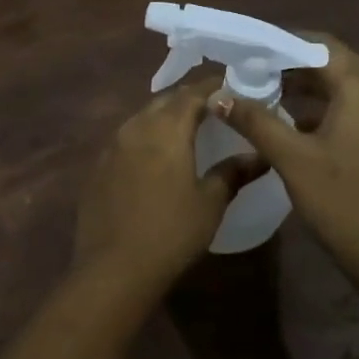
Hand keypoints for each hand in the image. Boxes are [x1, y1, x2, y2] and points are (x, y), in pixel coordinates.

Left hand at [74, 82, 262, 292]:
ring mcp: (112, 146)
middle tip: (213, 108)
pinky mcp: (99, 166)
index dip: (213, 87)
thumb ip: (233, 172)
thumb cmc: (171, 233)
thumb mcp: (210, 203)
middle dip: (189, 99)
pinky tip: (155, 158)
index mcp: (166, 128)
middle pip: (166, 101)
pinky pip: (127, 139)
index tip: (231, 88)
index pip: (192, 93)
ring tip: (186, 130)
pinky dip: (146, 138)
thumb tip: (260, 155)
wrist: (113, 270)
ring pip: (143, 117)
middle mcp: (136, 127)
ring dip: (165, 117)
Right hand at [211, 34, 358, 273]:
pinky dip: (325, 106)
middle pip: (337, 64)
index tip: (257, 49)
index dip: (290, 43)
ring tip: (271, 89)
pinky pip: (353, 109)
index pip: (325, 48)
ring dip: (311, 85)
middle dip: (298, 63)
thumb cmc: (339, 199)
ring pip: (346, 87)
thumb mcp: (291, 158)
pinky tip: (295, 122)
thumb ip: (255, 122)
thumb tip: (219, 97)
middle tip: (260, 67)